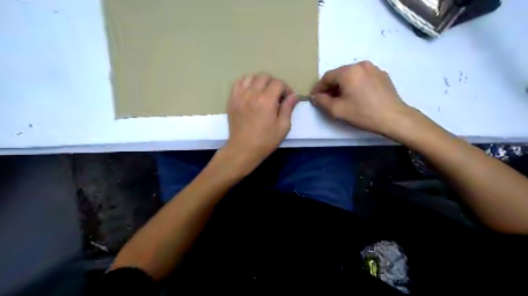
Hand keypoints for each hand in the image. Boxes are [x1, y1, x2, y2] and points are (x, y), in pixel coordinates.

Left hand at [222, 73, 295, 172]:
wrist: (243, 149)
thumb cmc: (265, 141)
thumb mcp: (283, 127)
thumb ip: (288, 108)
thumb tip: (293, 95)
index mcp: (266, 100)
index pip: (278, 83)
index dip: (286, 89)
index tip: (288, 99)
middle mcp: (252, 94)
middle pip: (264, 76)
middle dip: (274, 83)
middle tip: (276, 96)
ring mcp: (240, 96)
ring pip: (250, 77)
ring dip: (260, 81)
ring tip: (263, 92)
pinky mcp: (232, 100)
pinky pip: (238, 83)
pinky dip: (246, 83)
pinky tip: (250, 92)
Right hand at [310, 61, 412, 135]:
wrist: (394, 118)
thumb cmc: (363, 113)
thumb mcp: (337, 110)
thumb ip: (322, 102)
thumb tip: (315, 96)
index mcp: (348, 72)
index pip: (327, 77)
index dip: (318, 87)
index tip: (314, 97)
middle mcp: (361, 65)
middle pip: (339, 74)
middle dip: (331, 86)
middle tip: (327, 99)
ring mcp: (373, 68)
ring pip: (351, 75)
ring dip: (343, 85)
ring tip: (342, 98)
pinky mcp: (382, 75)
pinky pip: (362, 77)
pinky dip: (355, 84)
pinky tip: (357, 96)